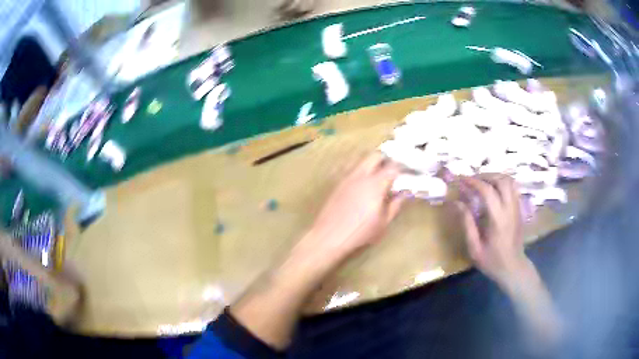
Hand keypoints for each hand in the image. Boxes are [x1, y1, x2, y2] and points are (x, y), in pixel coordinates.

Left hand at [305, 152, 405, 260]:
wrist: (329, 237)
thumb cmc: (360, 232)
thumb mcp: (383, 223)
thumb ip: (395, 205)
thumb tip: (403, 193)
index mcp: (375, 183)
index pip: (392, 167)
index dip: (402, 167)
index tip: (407, 171)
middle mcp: (361, 175)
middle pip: (375, 156)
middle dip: (386, 159)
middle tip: (392, 170)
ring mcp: (347, 178)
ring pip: (362, 161)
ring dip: (372, 164)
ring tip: (378, 177)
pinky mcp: (338, 184)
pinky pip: (352, 170)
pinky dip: (361, 172)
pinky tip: (362, 185)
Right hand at [455, 174, 529, 288]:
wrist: (513, 268)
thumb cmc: (492, 261)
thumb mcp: (474, 247)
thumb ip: (467, 223)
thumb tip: (457, 202)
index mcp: (498, 219)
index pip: (487, 191)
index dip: (473, 182)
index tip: (461, 179)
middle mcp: (510, 209)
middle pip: (501, 180)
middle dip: (486, 176)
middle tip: (473, 181)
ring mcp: (517, 207)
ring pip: (509, 181)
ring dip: (495, 177)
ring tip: (483, 183)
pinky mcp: (520, 209)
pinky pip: (513, 187)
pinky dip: (502, 183)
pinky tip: (494, 190)